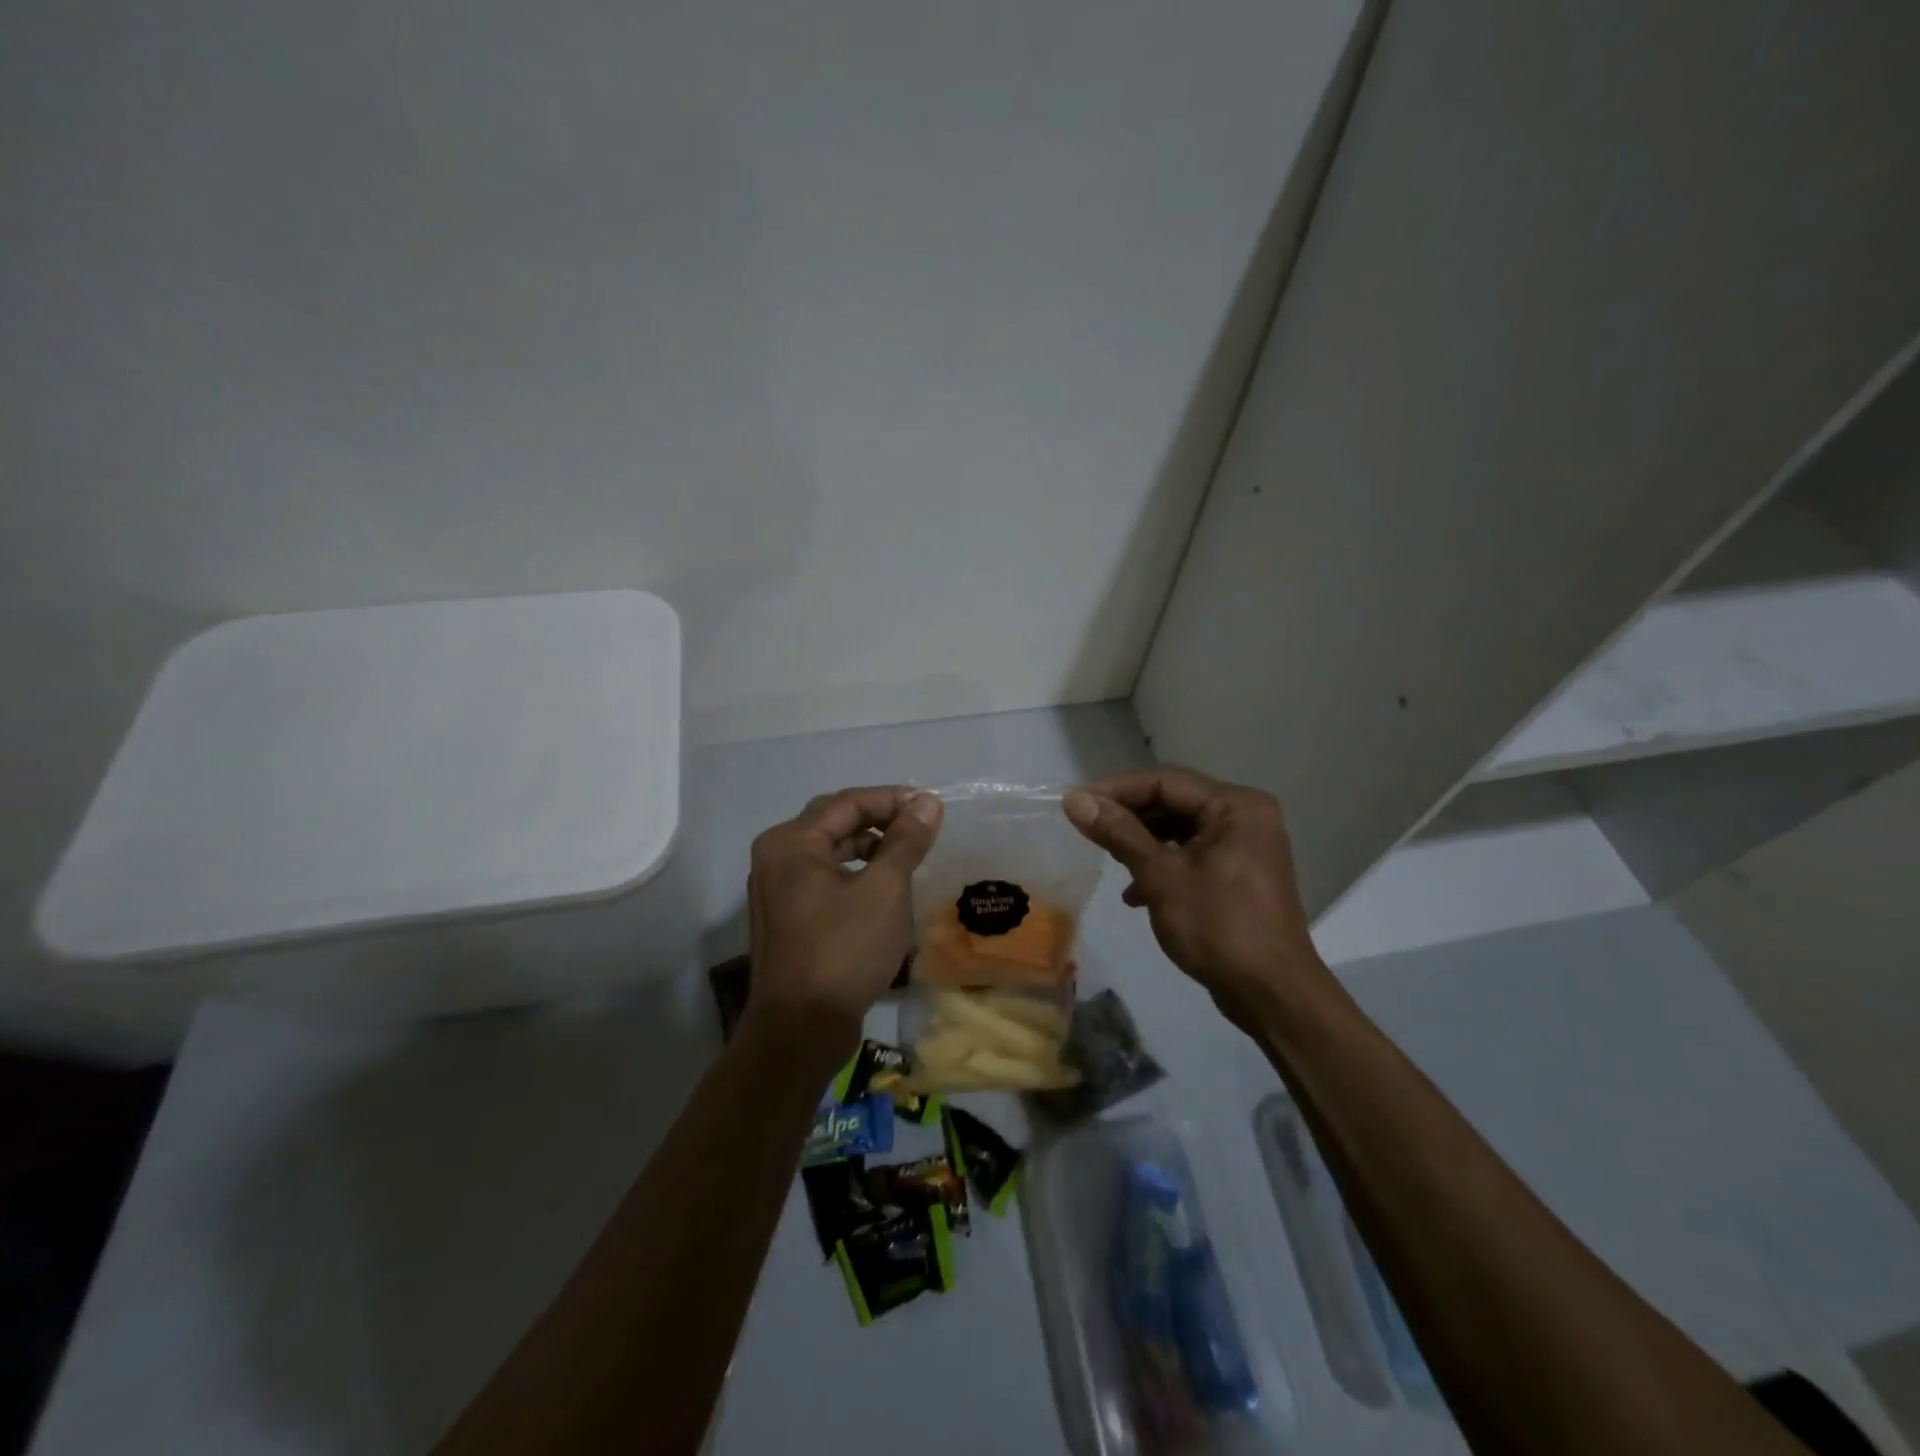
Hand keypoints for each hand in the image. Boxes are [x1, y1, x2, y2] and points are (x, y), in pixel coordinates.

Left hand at [744, 786, 942, 1062]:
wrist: (801, 1029)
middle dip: (879, 819)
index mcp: (792, 842)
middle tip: (920, 825)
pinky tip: (882, 885)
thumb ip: (906, 840)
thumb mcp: (885, 890)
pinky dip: (854, 872)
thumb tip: (927, 802)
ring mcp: (776, 888)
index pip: (848, 802)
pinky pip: (823, 877)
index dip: (892, 799)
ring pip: (829, 850)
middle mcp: (776, 857)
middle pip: (834, 821)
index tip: (931, 806)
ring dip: (868, 845)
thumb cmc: (844, 950)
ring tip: (906, 852)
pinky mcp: (785, 916)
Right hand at [1063, 767, 1325, 1031]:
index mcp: (1235, 806)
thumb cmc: (1218, 927)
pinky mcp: (1239, 874)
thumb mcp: (1161, 876)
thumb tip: (1074, 800)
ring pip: (1181, 830)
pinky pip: (1193, 854)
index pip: (1165, 782)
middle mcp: (1245, 816)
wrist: (1271, 994)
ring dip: (1142, 843)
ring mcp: (1245, 846)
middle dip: (1129, 817)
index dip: (1116, 790)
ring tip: (1107, 857)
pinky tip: (1136, 893)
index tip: (1076, 803)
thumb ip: (1119, 833)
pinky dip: (1163, 866)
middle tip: (1086, 828)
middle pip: (1174, 803)